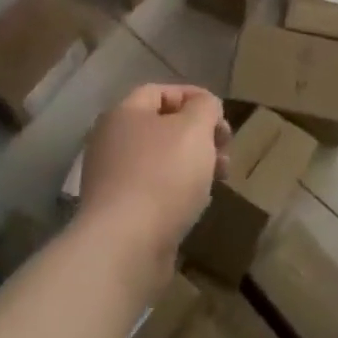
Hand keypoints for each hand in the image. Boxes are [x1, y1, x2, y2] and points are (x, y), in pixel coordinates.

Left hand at [77, 84, 227, 284]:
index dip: (194, 97)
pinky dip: (178, 190)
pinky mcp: (118, 211)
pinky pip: (154, 189)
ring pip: (161, 159)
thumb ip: (205, 107)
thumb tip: (204, 106)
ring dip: (194, 163)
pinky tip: (196, 203)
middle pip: (162, 127)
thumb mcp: (195, 128)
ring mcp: (111, 178)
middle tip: (225, 151)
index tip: (221, 116)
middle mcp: (111, 141)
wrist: (125, 246)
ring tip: (220, 178)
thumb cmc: (163, 176)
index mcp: (124, 114)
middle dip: (200, 135)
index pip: (160, 91)